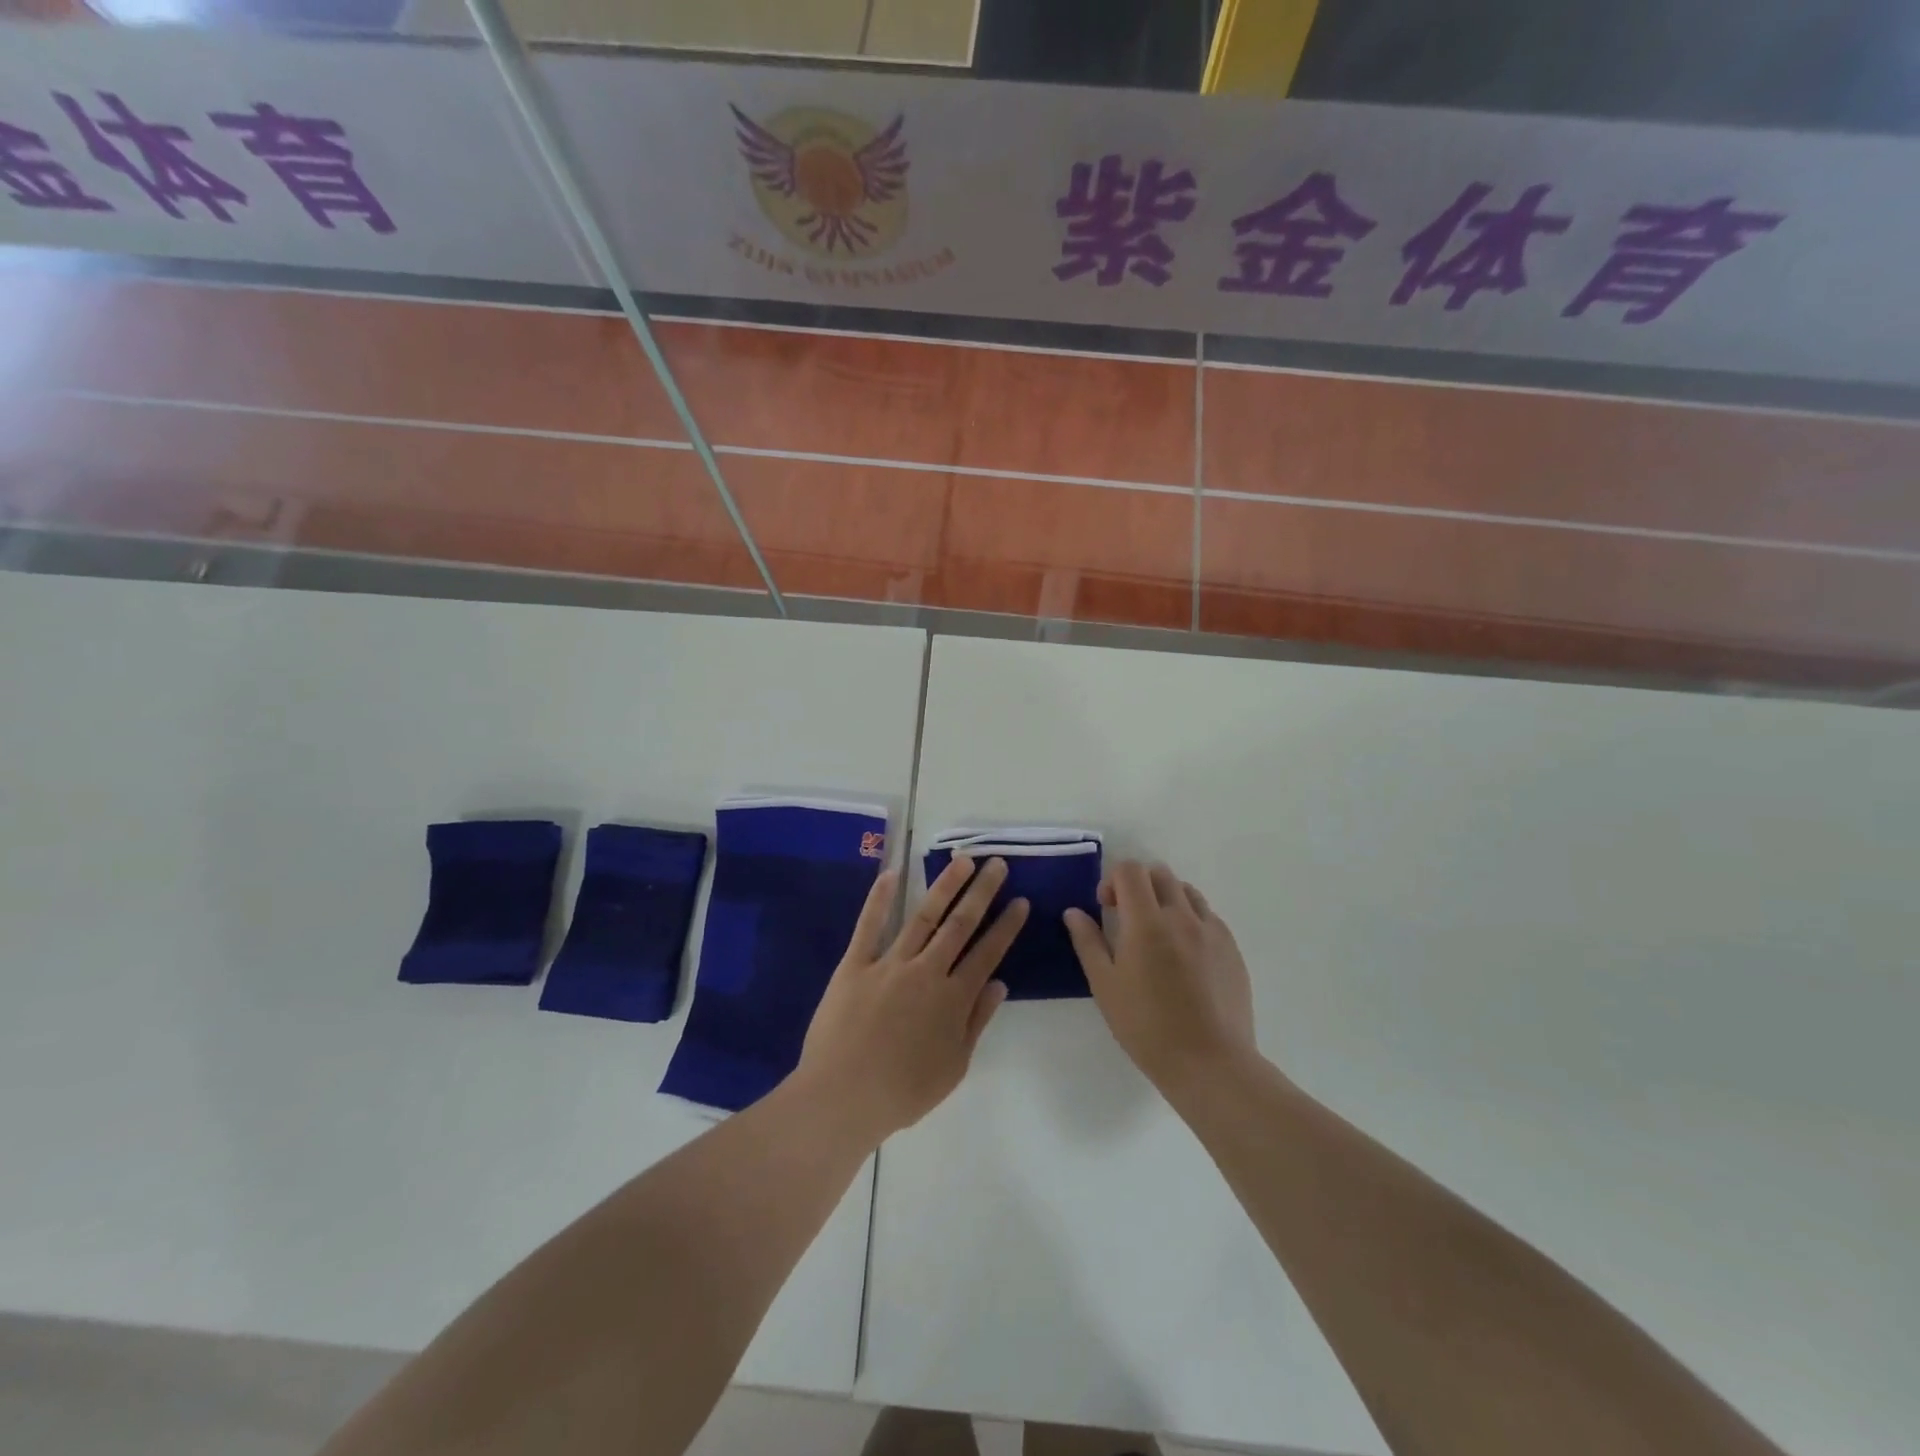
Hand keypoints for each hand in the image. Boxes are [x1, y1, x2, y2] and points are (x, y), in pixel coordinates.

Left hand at [796, 856, 1026, 1141]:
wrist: (843, 1098)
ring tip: (962, 861)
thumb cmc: (902, 1092)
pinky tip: (890, 873)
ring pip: (923, 917)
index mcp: (953, 999)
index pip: (987, 954)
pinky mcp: (855, 965)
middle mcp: (926, 972)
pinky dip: (879, 898)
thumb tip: (1000, 984)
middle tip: (997, 864)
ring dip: (944, 886)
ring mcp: (889, 964)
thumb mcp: (953, 1067)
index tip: (1020, 901)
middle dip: (982, 893)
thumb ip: (976, 1021)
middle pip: (960, 925)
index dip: (1006, 926)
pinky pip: (869, 926)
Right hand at [1064, 861, 1256, 1095]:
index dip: (1112, 880)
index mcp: (1147, 922)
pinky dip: (1191, 920)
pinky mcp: (1232, 948)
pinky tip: (1184, 956)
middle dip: (1138, 885)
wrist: (1210, 1063)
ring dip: (1166, 899)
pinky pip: (1208, 916)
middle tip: (1127, 918)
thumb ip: (1088, 942)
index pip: (1130, 871)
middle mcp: (1182, 916)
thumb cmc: (1147, 1027)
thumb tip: (1074, 912)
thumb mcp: (1105, 986)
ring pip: (1187, 891)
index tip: (1105, 907)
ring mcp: (1212, 931)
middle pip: (1159, 873)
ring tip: (1158, 934)